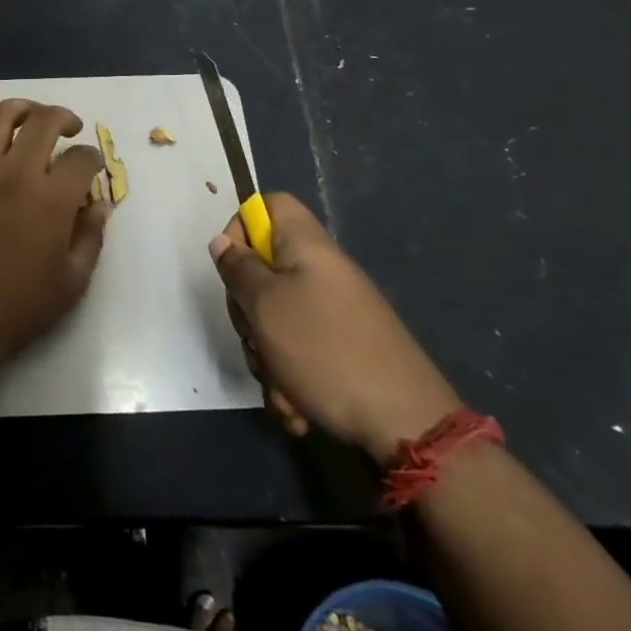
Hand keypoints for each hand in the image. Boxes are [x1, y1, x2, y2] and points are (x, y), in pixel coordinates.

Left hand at [0, 85, 110, 387]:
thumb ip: (91, 237)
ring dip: (23, 106)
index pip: (83, 159)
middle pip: (44, 122)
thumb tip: (98, 203)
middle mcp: (16, 172)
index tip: (93, 168)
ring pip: (1, 116)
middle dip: (64, 118)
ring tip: (34, 114)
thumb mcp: (71, 283)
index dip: (94, 159)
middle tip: (70, 128)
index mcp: (52, 200)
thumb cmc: (15, 308)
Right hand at [210, 193, 460, 461]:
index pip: (268, 206)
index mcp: (306, 247)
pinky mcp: (341, 351)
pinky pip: (298, 354)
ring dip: (267, 358)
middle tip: (256, 336)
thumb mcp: (266, 306)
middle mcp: (320, 273)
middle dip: (249, 313)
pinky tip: (297, 410)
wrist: (406, 424)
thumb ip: (238, 269)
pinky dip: (290, 381)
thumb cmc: (325, 351)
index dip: (242, 229)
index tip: (234, 269)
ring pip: (275, 319)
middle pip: (263, 270)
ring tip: (282, 388)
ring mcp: (333, 314)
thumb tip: (223, 242)